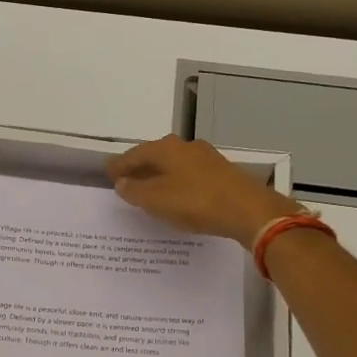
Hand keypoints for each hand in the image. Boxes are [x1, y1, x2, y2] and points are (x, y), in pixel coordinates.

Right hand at [107, 135, 301, 246]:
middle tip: (126, 181)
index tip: (108, 174)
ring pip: (174, 165)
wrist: (248, 210)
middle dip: (140, 168)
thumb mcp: (156, 200)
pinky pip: (190, 175)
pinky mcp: (222, 173)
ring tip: (150, 191)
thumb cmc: (196, 202)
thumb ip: (135, 191)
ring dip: (160, 176)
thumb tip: (122, 182)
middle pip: (155, 156)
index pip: (134, 154)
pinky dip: (177, 183)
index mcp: (166, 148)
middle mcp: (186, 147)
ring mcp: (207, 158)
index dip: (120, 165)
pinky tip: (177, 196)